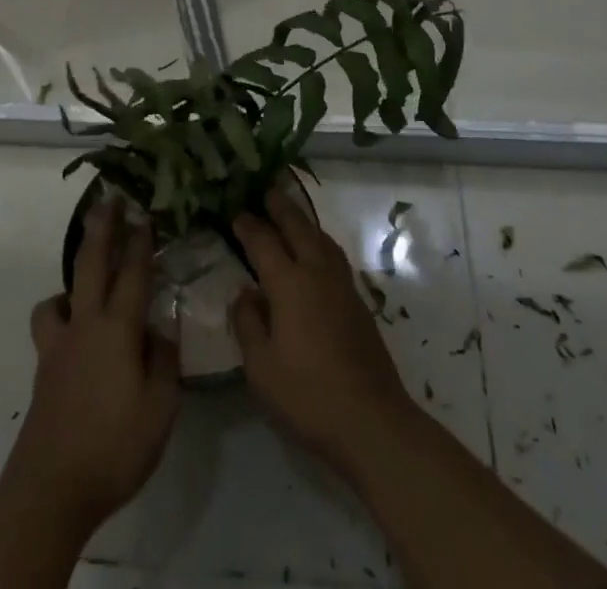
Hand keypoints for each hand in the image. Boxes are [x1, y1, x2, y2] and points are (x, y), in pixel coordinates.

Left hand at [4, 201, 180, 530]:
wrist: (50, 490)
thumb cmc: (114, 446)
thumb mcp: (160, 408)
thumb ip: (164, 362)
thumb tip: (160, 332)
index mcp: (117, 330)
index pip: (133, 274)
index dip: (141, 242)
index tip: (146, 213)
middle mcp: (85, 326)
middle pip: (91, 265)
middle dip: (101, 229)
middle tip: (107, 200)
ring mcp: (58, 347)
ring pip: (59, 296)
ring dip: (72, 280)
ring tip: (86, 282)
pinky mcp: (44, 371)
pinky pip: (50, 327)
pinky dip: (60, 316)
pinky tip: (73, 332)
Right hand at [231, 189, 416, 477]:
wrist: (370, 418)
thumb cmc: (307, 395)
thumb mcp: (261, 368)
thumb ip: (248, 324)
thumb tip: (245, 292)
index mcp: (289, 284)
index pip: (264, 243)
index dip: (248, 226)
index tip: (236, 212)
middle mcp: (317, 272)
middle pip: (298, 227)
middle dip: (280, 207)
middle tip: (267, 189)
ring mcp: (341, 284)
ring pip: (320, 237)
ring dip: (303, 220)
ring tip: (292, 213)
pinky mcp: (358, 300)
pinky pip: (333, 254)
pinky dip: (320, 240)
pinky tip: (317, 250)